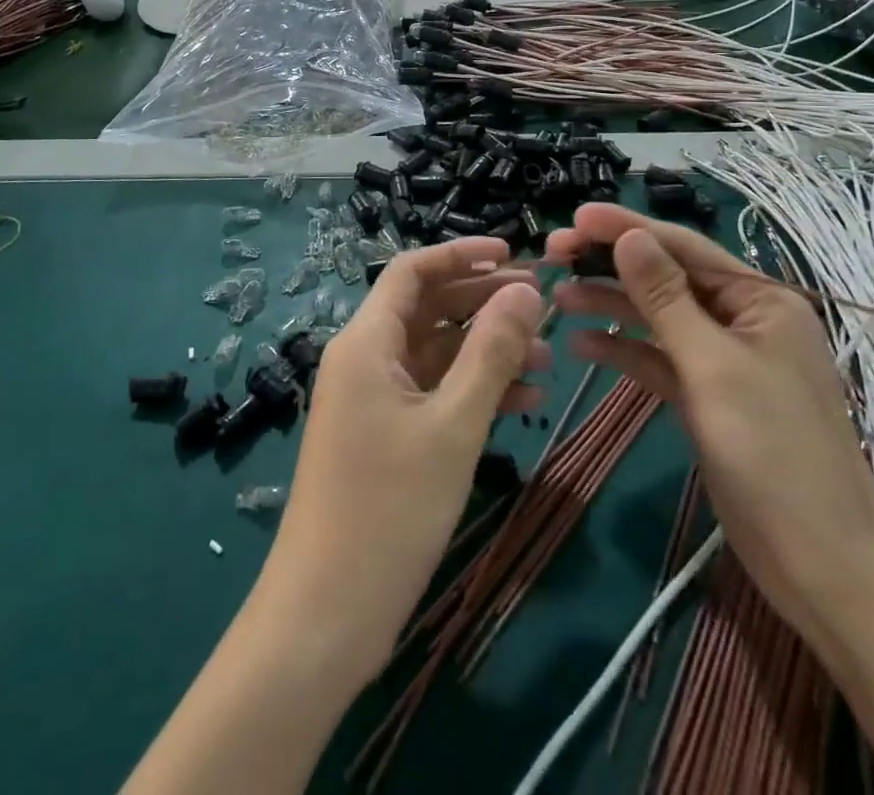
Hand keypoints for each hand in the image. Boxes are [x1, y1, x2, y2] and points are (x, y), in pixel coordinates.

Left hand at [256, 238, 549, 685]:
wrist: (325, 618)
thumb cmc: (388, 511)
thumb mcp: (452, 426)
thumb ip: (491, 352)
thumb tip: (526, 290)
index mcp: (366, 342)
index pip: (412, 271)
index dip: (462, 255)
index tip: (515, 255)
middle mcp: (365, 359)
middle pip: (429, 308)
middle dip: (484, 303)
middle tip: (544, 306)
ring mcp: (374, 400)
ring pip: (437, 353)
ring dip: (488, 351)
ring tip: (548, 359)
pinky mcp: (386, 437)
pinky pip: (434, 394)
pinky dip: (474, 391)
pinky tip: (525, 404)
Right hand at [547, 205, 873, 638]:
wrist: (822, 563)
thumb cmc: (774, 451)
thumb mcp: (713, 366)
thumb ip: (666, 298)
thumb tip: (629, 236)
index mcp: (761, 300)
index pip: (684, 247)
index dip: (627, 228)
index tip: (575, 217)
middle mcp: (742, 320)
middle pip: (667, 278)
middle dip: (611, 265)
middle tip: (555, 255)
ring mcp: (724, 360)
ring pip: (657, 318)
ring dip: (611, 305)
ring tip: (558, 297)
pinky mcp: (707, 397)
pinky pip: (659, 360)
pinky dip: (623, 350)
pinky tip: (582, 344)